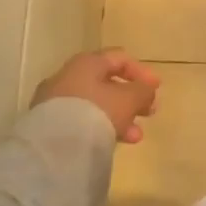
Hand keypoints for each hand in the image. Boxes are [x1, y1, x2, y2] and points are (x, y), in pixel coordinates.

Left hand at [35, 48, 159, 143]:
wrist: (55, 147)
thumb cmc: (97, 112)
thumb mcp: (129, 99)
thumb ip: (143, 91)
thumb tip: (147, 92)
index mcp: (86, 63)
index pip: (119, 58)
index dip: (141, 72)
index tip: (157, 88)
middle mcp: (67, 77)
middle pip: (106, 83)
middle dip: (131, 99)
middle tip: (148, 113)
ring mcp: (54, 101)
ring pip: (95, 105)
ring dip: (118, 117)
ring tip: (134, 137)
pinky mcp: (48, 125)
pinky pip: (80, 121)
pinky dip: (99, 128)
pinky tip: (112, 142)